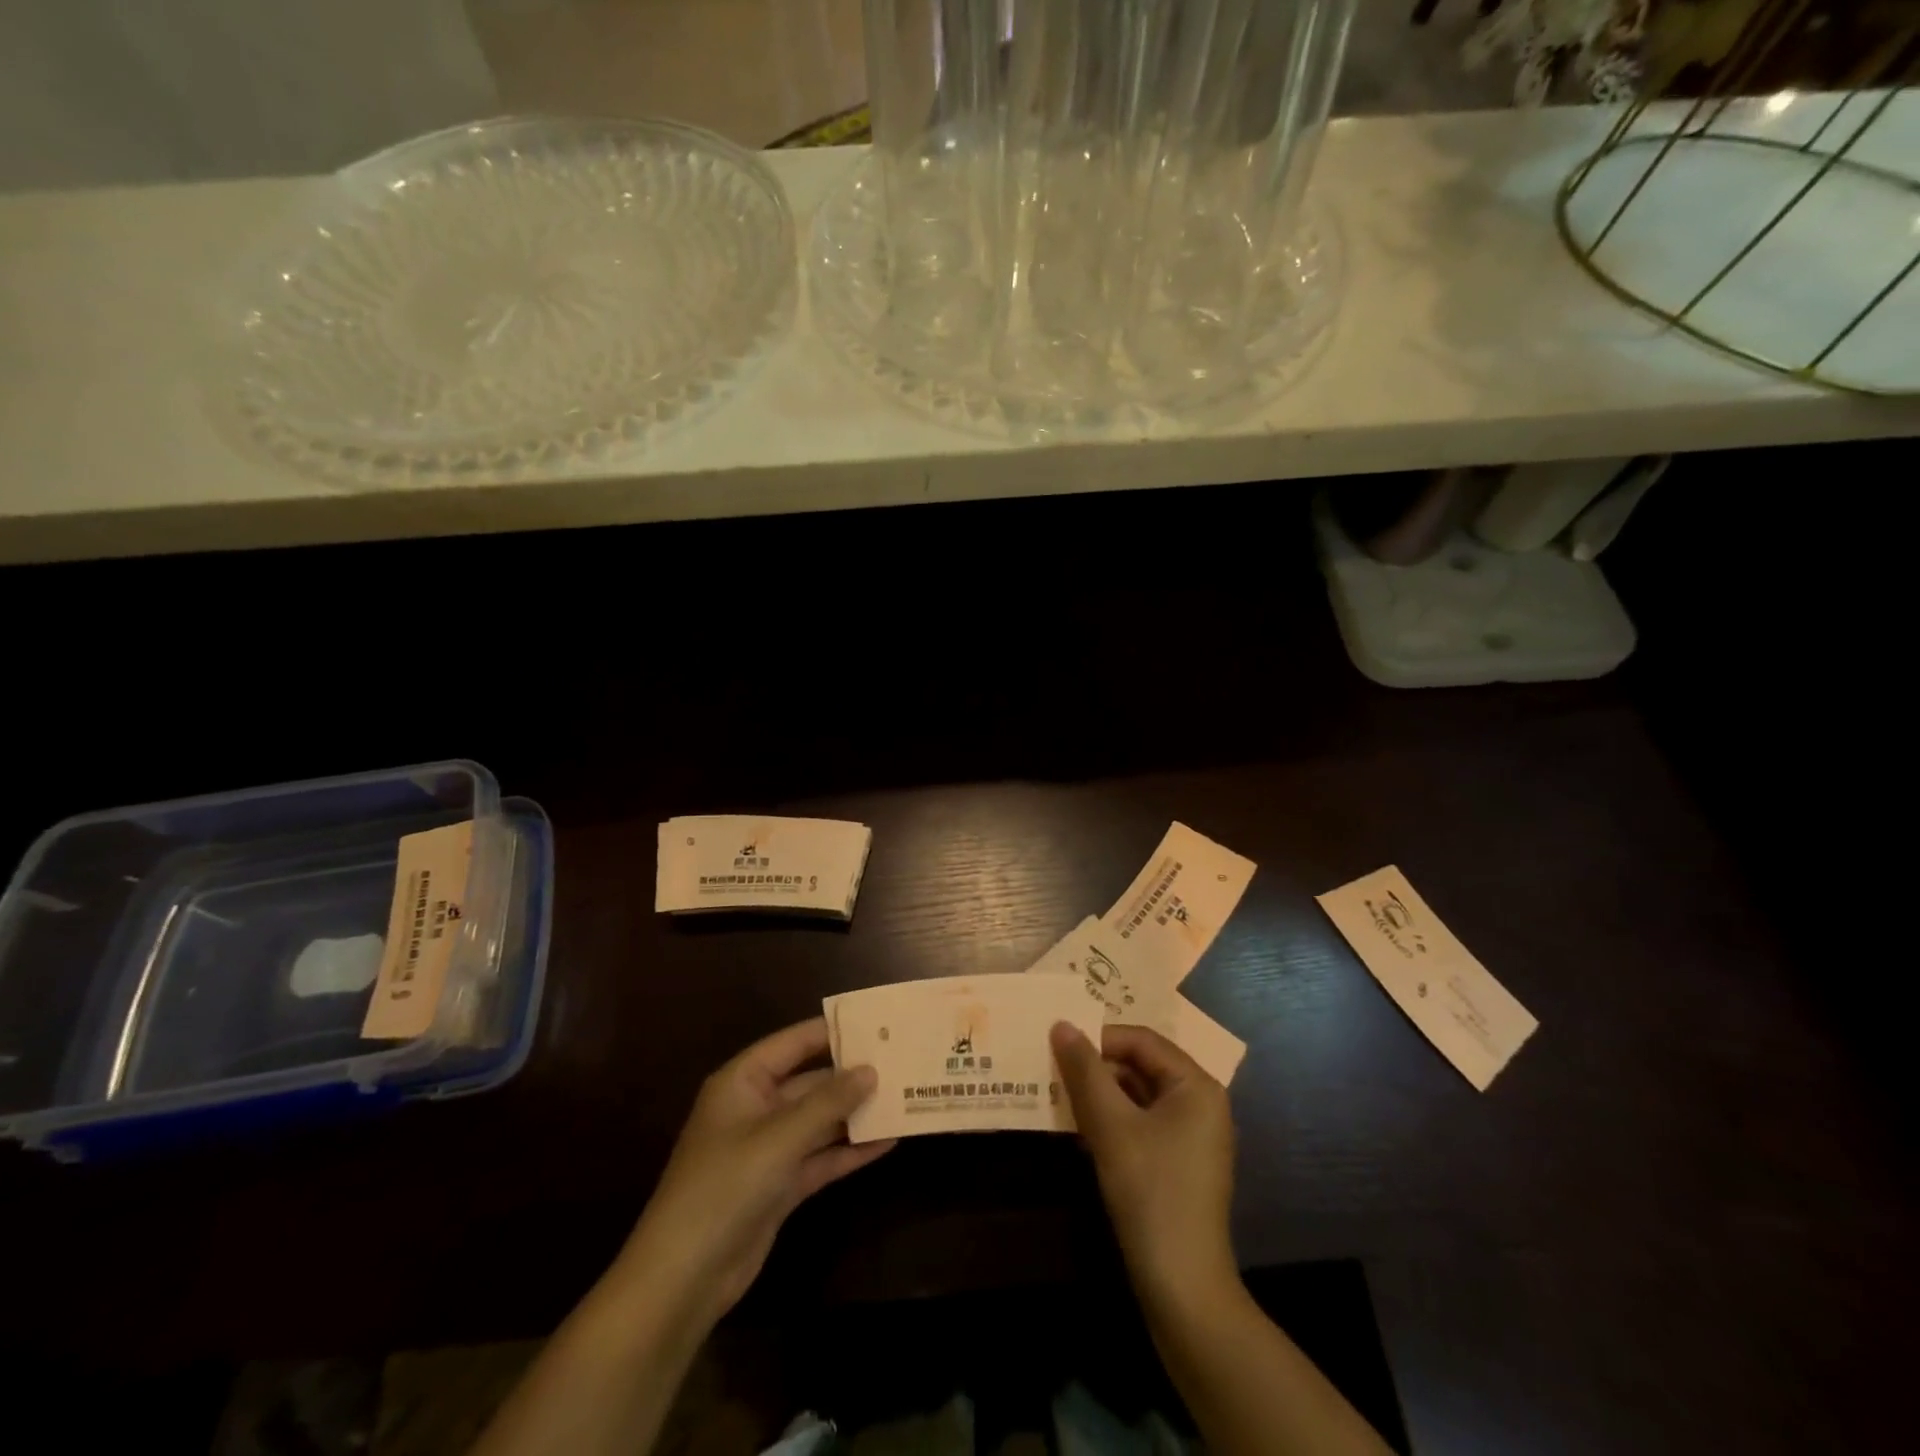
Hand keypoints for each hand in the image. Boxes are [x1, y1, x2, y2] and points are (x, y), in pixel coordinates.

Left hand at [616, 1018, 894, 1327]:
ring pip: (820, 1120)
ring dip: (856, 1113)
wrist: (683, 1279)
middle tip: (901, 1061)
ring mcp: (768, 1148)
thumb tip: (870, 1070)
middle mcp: (756, 1107)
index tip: (877, 1022)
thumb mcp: (779, 1138)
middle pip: (811, 1081)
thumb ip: (828, 1103)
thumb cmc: (724, 1188)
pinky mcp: (780, 1185)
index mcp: (743, 1082)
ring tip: (903, 1097)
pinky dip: (850, 1151)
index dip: (832, 1031)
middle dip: (852, 1075)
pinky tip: (888, 1142)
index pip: (793, 1043)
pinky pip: (821, 1157)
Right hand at [1051, 1022, 1237, 1301]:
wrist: (1182, 1285)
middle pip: (1142, 1065)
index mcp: (1196, 1085)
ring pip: (1139, 1095)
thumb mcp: (1110, 1124)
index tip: (1058, 1048)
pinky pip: (1143, 1123)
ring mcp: (1194, 1136)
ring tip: (1060, 1098)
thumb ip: (1084, 1070)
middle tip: (1054, 1072)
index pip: (1141, 1040)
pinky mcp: (1181, 1163)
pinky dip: (1113, 1121)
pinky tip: (1081, 1132)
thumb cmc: (1150, 1191)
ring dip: (1101, 1095)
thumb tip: (1061, 1024)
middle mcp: (1202, 1103)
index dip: (1099, 1038)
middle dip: (1097, 1068)